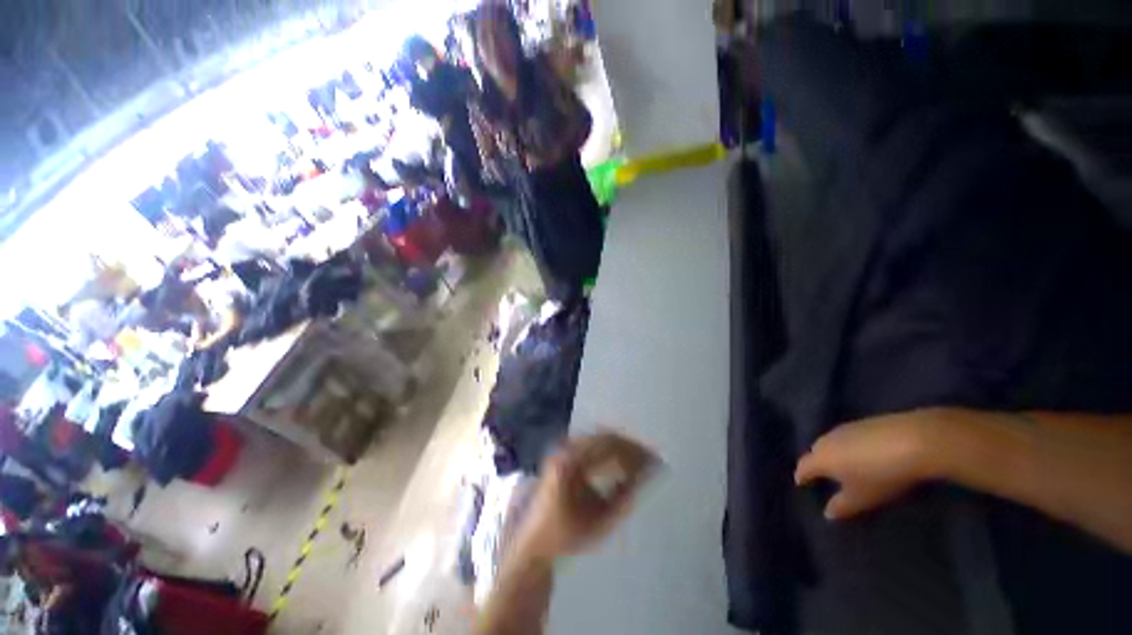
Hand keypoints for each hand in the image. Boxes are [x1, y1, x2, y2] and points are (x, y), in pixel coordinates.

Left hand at [515, 432, 655, 562]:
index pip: (610, 446)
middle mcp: (566, 448)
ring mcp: (564, 448)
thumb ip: (625, 496)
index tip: (654, 461)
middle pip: (605, 437)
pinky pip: (592, 442)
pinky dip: (610, 449)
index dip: (634, 451)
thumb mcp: (599, 522)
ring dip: (621, 446)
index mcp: (571, 462)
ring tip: (640, 460)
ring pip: (600, 437)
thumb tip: (647, 474)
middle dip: (630, 446)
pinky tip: (621, 461)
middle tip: (651, 459)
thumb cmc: (566, 535)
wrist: (535, 540)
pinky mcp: (564, 452)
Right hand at [795, 409, 950, 520]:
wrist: (914, 441)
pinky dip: (851, 446)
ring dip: (835, 454)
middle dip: (818, 464)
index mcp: (820, 458)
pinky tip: (865, 454)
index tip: (802, 485)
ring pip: (832, 443)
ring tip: (847, 466)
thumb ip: (841, 506)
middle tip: (825, 477)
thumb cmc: (881, 475)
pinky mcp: (863, 422)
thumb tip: (826, 513)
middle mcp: (826, 440)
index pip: (802, 467)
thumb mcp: (862, 498)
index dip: (802, 477)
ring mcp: (845, 428)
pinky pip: (849, 437)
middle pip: (816, 452)